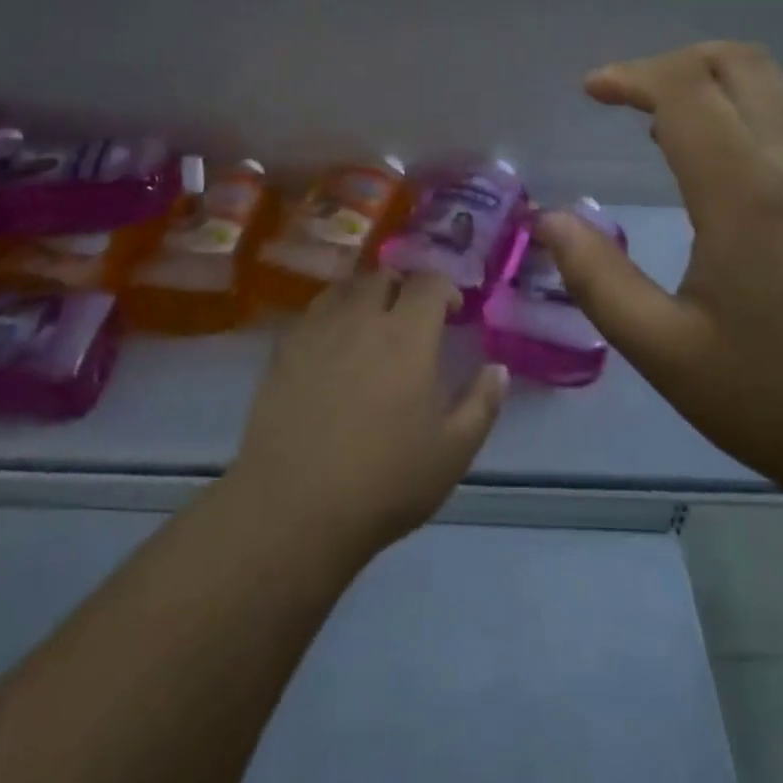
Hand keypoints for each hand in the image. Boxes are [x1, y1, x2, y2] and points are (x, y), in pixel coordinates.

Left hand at [231, 270, 507, 560]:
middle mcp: (361, 318)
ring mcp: (317, 330)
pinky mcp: (284, 349)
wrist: (293, 506)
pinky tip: (333, 347)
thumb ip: (481, 404)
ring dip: (365, 295)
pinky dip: (331, 315)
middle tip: (410, 318)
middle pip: (383, 277)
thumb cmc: (383, 482)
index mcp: (407, 336)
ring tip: (371, 325)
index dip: (445, 289)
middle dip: (403, 288)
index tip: (452, 312)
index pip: (429, 283)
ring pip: (345, 288)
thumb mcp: (452, 453)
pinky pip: (313, 312)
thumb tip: (498, 369)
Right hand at [536, 42, 782, 492]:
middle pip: (736, 62)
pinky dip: (749, 107)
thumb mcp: (668, 353)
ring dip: (713, 81)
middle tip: (625, 97)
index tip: (591, 90)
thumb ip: (598, 280)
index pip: (685, 89)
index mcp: (746, 193)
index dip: (631, 76)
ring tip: (664, 124)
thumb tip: (550, 221)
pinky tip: (727, 160)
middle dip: (671, 63)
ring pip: (775, 84)